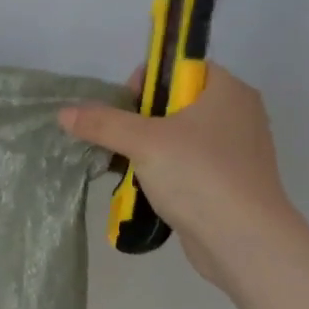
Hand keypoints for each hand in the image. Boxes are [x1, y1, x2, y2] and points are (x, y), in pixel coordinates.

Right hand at [59, 63, 298, 285]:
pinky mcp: (228, 182)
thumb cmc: (199, 176)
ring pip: (178, 137)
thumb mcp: (143, 142)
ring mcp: (235, 150)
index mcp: (227, 90)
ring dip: (146, 150)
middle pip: (174, 103)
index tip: (126, 109)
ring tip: (124, 168)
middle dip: (139, 122)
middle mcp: (237, 113)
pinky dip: (164, 173)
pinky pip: (187, 165)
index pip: (179, 67)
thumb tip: (64, 113)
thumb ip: (103, 124)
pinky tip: (142, 189)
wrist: (244, 241)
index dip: (146, 82)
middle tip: (121, 143)